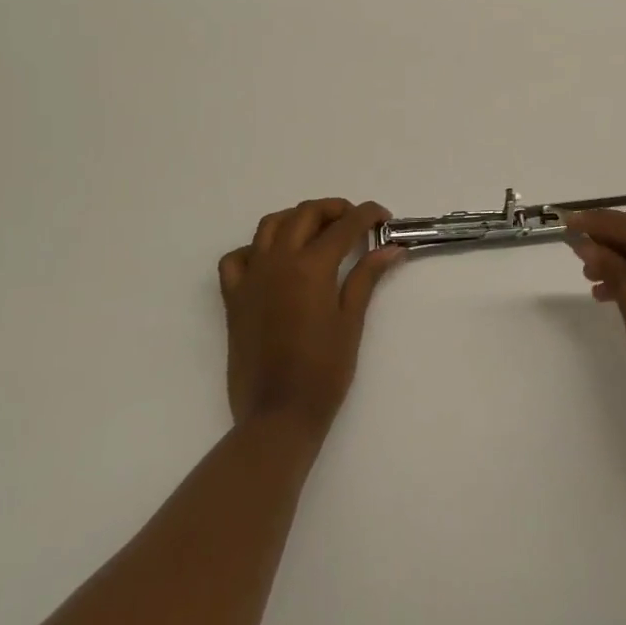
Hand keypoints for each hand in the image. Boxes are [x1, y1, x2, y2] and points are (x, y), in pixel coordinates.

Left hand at [218, 199, 403, 433]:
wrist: (277, 415)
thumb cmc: (323, 371)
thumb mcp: (351, 321)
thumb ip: (366, 277)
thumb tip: (391, 248)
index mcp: (311, 266)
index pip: (345, 226)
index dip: (368, 215)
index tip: (384, 217)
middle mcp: (278, 261)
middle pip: (306, 214)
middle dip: (334, 209)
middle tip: (355, 222)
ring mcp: (251, 277)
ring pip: (270, 225)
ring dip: (296, 219)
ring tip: (317, 232)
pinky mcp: (233, 297)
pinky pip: (237, 258)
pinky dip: (256, 249)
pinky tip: (273, 261)